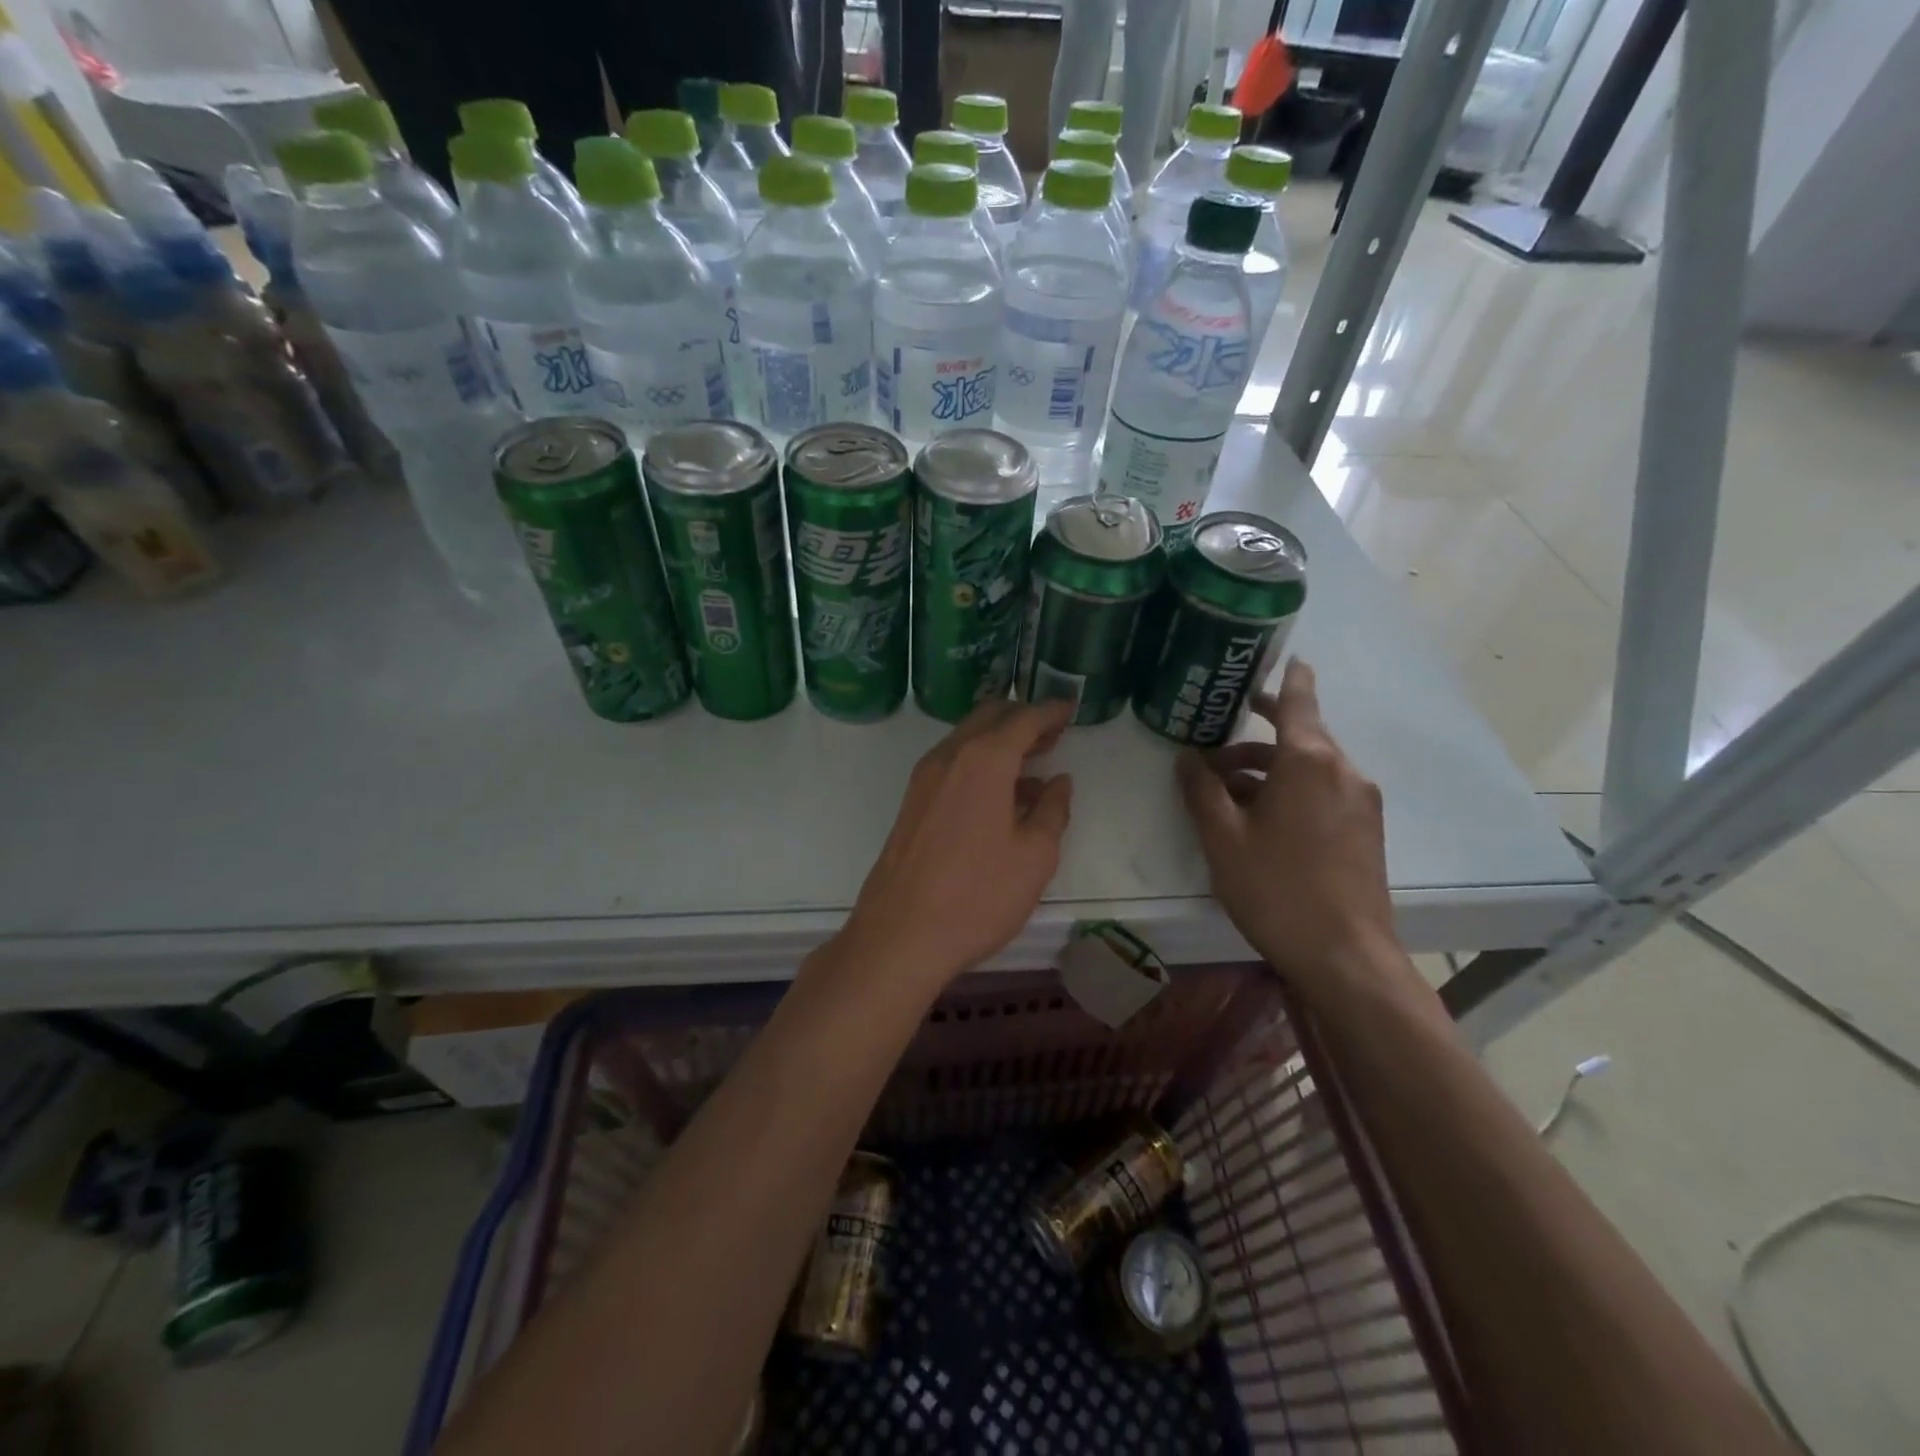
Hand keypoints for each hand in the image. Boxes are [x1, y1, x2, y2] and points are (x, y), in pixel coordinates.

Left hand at [838, 699, 1073, 992]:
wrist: (900, 935)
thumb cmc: (978, 895)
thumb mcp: (1034, 856)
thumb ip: (1053, 811)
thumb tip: (1058, 782)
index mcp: (984, 760)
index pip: (1023, 719)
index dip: (1050, 711)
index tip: (1070, 707)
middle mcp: (950, 757)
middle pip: (989, 718)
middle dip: (1022, 718)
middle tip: (1053, 733)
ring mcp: (924, 779)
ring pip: (966, 740)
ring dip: (999, 741)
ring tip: (1033, 764)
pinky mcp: (912, 803)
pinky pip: (952, 764)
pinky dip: (979, 763)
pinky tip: (1000, 795)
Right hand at [1177, 660, 1405, 1005]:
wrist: (1346, 956)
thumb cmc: (1276, 888)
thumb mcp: (1223, 838)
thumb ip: (1201, 790)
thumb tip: (1186, 757)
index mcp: (1309, 761)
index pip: (1299, 701)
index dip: (1288, 678)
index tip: (1285, 657)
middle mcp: (1343, 771)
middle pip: (1299, 736)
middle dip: (1256, 736)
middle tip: (1216, 737)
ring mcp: (1361, 802)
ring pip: (1309, 767)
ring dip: (1268, 770)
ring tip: (1223, 793)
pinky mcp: (1365, 830)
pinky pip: (1323, 792)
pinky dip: (1290, 790)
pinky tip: (1260, 819)